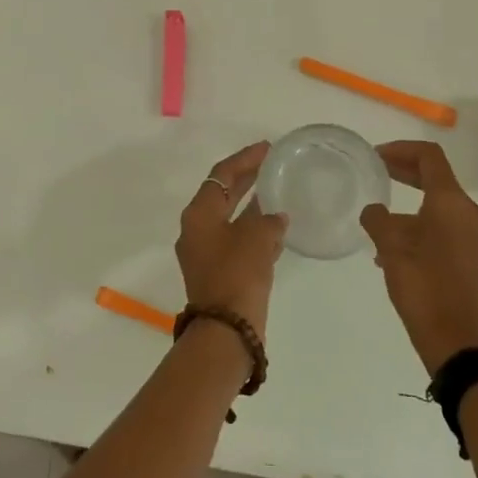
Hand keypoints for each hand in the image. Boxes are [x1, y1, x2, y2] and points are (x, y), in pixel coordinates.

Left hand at [175, 142, 287, 339]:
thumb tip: (275, 217)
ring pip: (231, 218)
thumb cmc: (237, 274)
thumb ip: (268, 219)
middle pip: (224, 193)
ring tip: (279, 191)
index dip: (245, 158)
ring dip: (253, 205)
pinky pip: (237, 240)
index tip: (267, 147)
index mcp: (199, 214)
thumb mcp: (257, 238)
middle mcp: (197, 229)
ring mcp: (206, 252)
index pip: (222, 174)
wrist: (226, 330)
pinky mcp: (219, 271)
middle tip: (273, 164)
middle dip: (248, 178)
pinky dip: (255, 231)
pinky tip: (278, 229)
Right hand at [360, 141, 477, 374]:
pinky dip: (426, 231)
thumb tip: (375, 211)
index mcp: (453, 204)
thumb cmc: (425, 291)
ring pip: (443, 211)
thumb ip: (379, 221)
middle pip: (439, 182)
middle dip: (406, 175)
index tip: (376, 156)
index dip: (401, 150)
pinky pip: (451, 234)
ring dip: (413, 210)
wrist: (462, 347)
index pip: (430, 158)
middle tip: (378, 175)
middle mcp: (473, 216)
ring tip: (382, 229)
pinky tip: (401, 256)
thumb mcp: (392, 252)